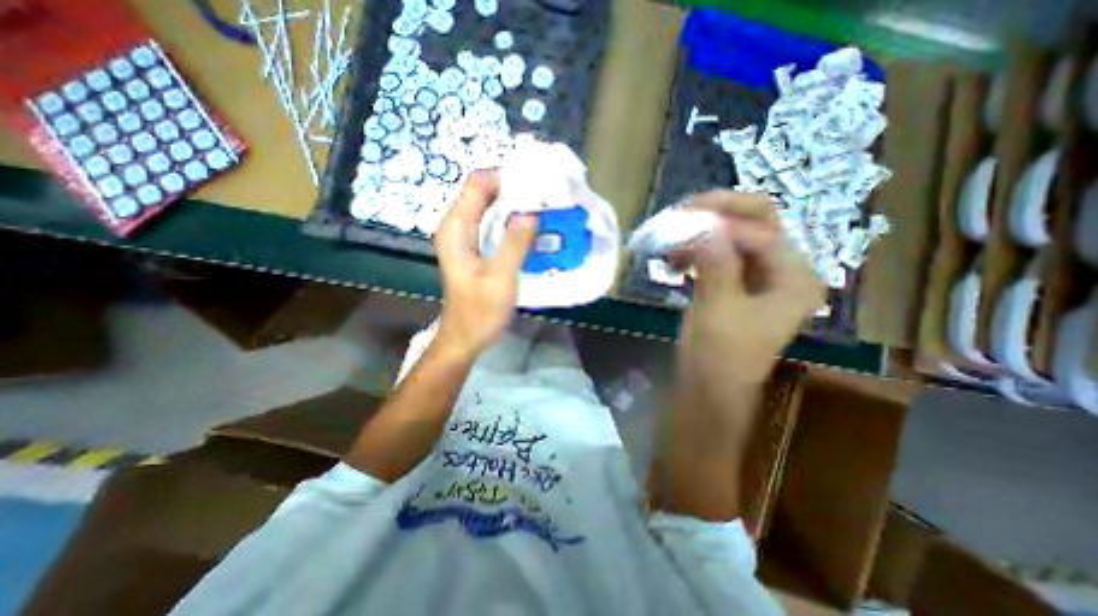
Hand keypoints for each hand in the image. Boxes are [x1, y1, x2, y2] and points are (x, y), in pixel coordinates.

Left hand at [437, 171, 538, 359]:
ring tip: (543, 209)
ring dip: (515, 205)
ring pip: (491, 207)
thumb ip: (514, 243)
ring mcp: (466, 237)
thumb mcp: (500, 278)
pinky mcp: (475, 247)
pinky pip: (494, 223)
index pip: (478, 183)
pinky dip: (512, 221)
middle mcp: (457, 226)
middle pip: (485, 192)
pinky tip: (531, 228)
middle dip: (514, 190)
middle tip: (545, 196)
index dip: (506, 178)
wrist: (466, 336)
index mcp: (456, 228)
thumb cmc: (480, 311)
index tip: (536, 183)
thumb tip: (531, 211)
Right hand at [678, 190, 823, 387]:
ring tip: (671, 242)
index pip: (760, 232)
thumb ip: (715, 262)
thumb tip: (703, 223)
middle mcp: (784, 268)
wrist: (710, 385)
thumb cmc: (720, 355)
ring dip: (702, 231)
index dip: (720, 225)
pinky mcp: (736, 281)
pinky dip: (696, 249)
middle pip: (757, 221)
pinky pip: (718, 252)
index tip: (679, 225)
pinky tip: (675, 260)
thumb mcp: (719, 308)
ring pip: (734, 234)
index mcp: (795, 277)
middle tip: (681, 212)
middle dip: (718, 212)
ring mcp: (759, 274)